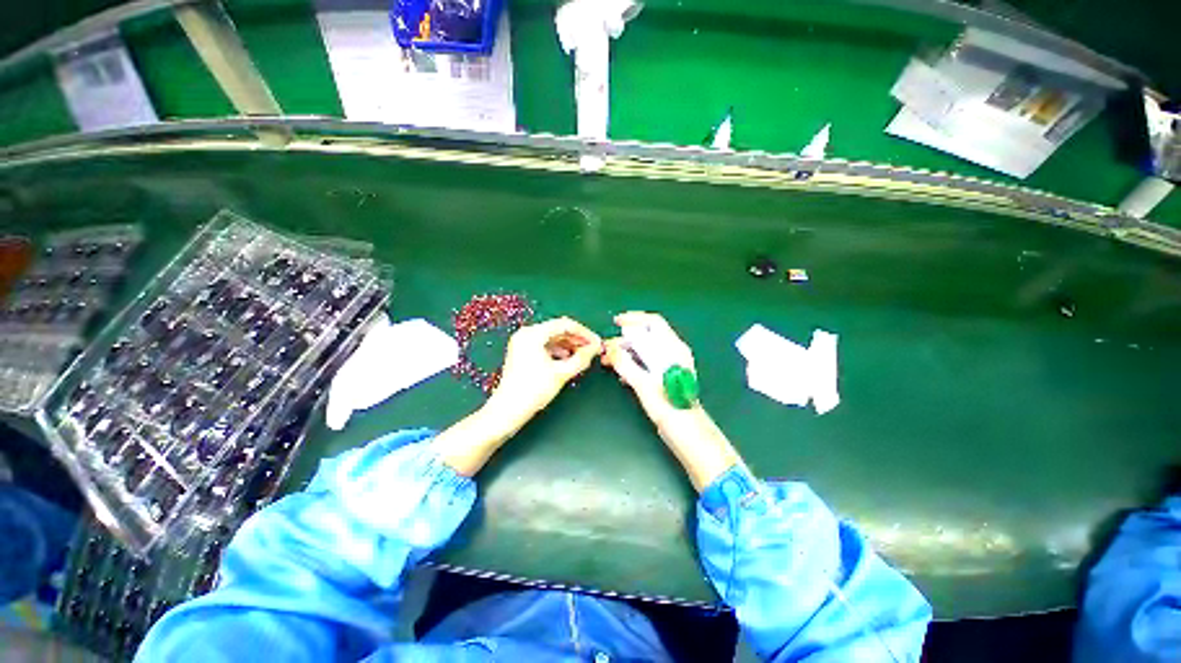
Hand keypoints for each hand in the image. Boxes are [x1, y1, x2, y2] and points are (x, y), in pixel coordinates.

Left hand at [436, 317, 601, 475]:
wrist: (507, 411)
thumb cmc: (534, 390)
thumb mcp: (561, 373)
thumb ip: (581, 358)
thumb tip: (595, 348)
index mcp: (533, 334)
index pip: (565, 325)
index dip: (584, 333)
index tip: (597, 343)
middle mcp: (526, 333)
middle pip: (557, 330)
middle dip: (577, 339)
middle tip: (593, 349)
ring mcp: (522, 342)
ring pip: (552, 338)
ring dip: (569, 345)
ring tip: (583, 356)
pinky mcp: (522, 352)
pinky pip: (544, 345)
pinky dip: (558, 350)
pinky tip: (568, 360)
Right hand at [602, 311, 739, 490]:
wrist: (688, 432)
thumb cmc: (668, 407)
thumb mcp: (644, 385)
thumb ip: (626, 365)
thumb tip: (611, 348)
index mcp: (673, 348)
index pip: (653, 322)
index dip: (633, 319)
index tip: (615, 322)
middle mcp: (674, 352)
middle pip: (647, 335)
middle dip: (624, 339)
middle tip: (606, 348)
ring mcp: (670, 364)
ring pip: (645, 349)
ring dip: (626, 351)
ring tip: (608, 360)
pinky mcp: (665, 375)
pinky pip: (646, 361)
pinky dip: (632, 362)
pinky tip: (621, 373)